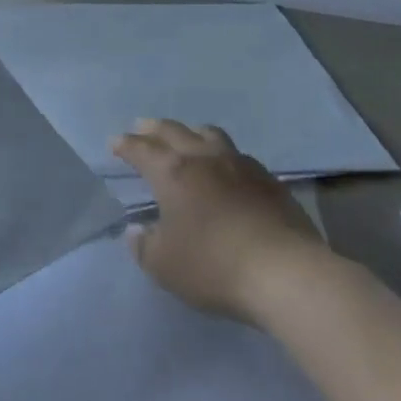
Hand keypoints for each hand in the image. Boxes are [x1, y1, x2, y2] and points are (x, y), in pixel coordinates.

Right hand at [114, 119, 330, 325]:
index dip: (126, 145)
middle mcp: (204, 158)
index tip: (115, 142)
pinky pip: (239, 155)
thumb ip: (144, 247)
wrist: (285, 273)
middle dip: (154, 128)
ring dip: (192, 132)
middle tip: (142, 126)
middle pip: (174, 131)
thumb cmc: (214, 266)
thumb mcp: (164, 266)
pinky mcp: (270, 181)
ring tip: (186, 138)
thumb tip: (137, 231)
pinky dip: (223, 155)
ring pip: (210, 134)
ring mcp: (240, 165)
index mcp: (173, 173)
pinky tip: (226, 168)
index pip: (142, 150)